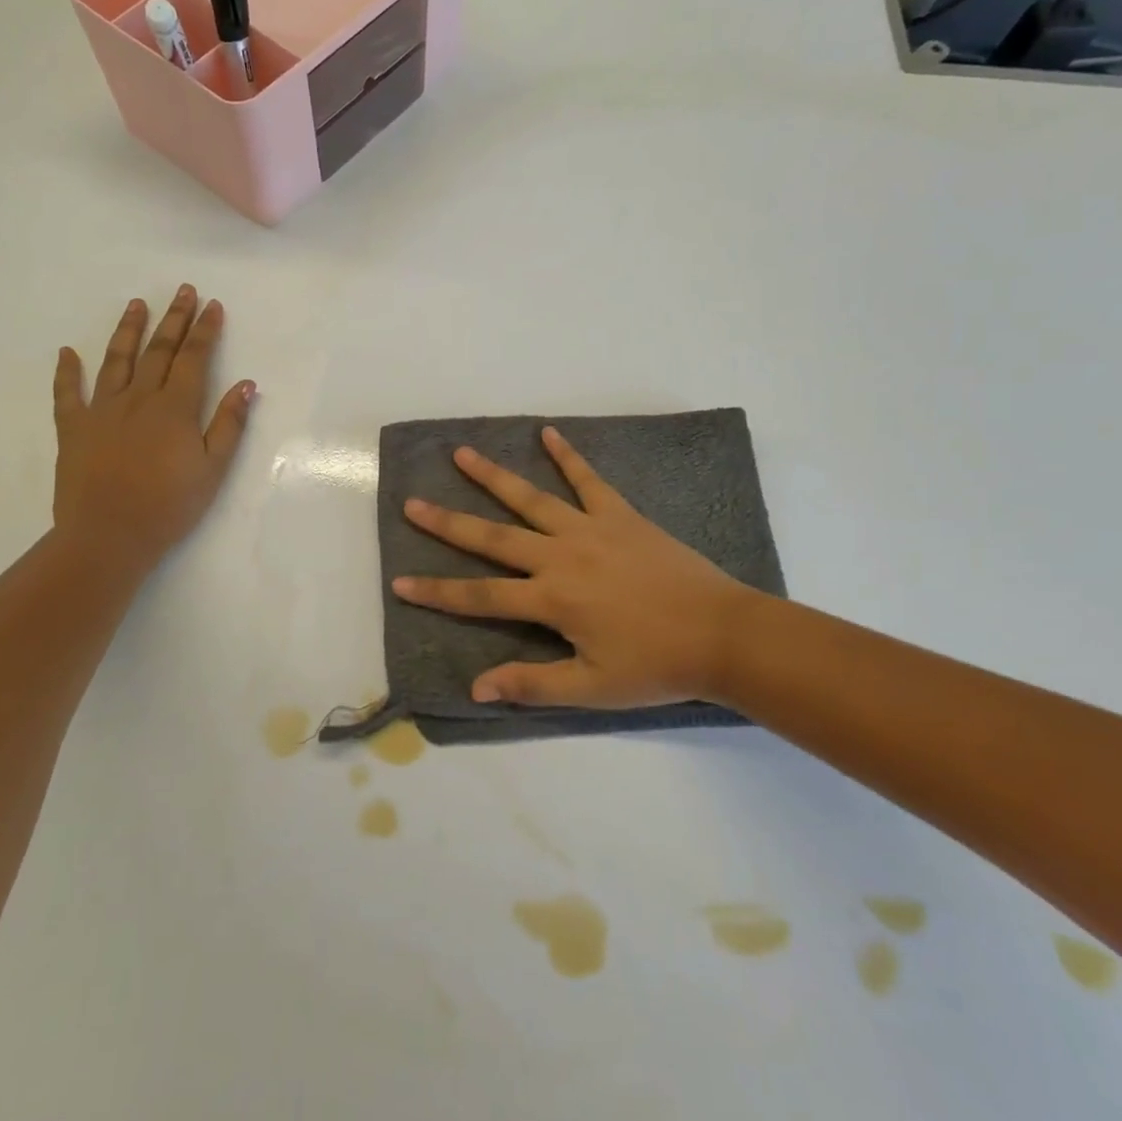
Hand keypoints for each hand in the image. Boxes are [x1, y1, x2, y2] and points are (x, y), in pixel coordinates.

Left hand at [51, 285, 254, 568]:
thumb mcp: (213, 469)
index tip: (212, 305)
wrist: (108, 535)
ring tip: (137, 304)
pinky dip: (66, 372)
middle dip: (174, 319)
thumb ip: (229, 424)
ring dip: (128, 330)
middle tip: (183, 290)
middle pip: (159, 350)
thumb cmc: (169, 506)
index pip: (194, 358)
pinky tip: (67, 352)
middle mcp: (138, 398)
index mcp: (175, 408)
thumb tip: (247, 385)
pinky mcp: (73, 429)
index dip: (205, 330)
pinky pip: (66, 394)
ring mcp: (102, 410)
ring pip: (116, 360)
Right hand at [392, 428, 750, 708]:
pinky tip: (548, 432)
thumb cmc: (657, 666)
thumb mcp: (592, 688)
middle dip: (448, 523)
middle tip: (412, 503)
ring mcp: (590, 529)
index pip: (480, 597)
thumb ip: (532, 684)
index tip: (399, 582)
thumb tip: (476, 686)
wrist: (723, 634)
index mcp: (551, 599)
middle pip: (493, 537)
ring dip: (493, 476)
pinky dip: (568, 455)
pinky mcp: (620, 514)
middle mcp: (561, 556)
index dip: (437, 592)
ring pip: (531, 498)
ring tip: (461, 454)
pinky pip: (589, 479)